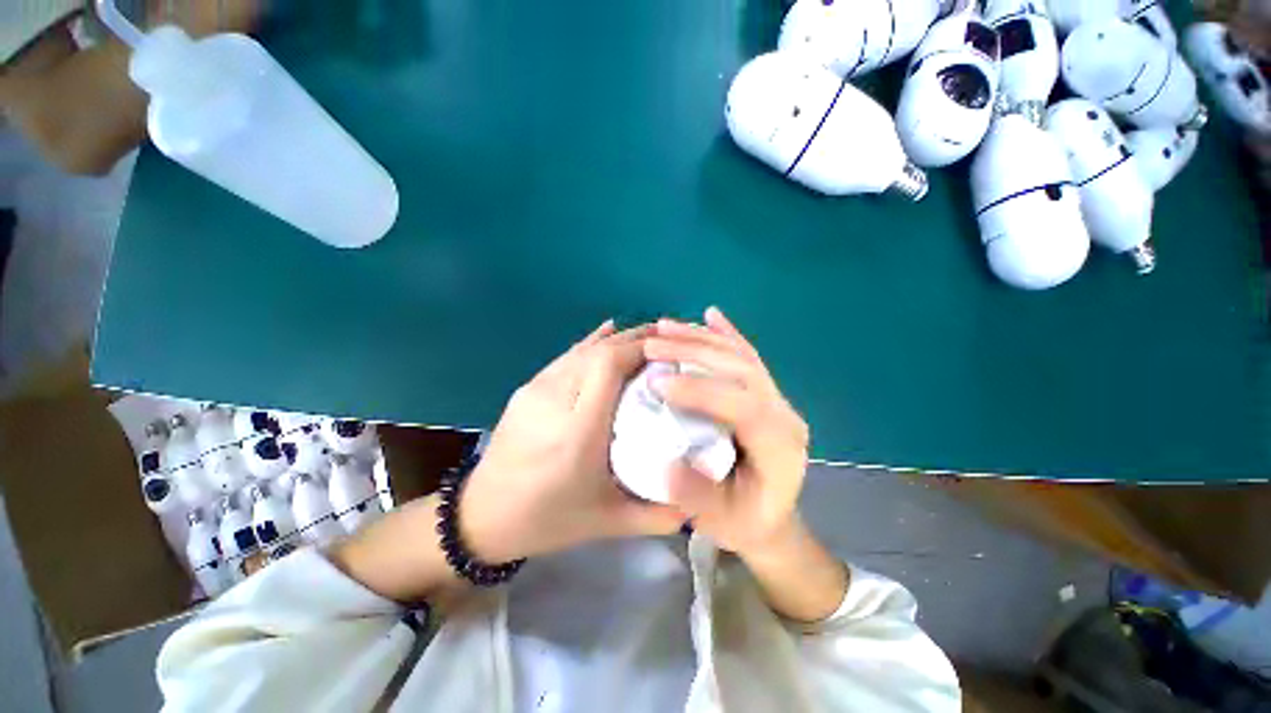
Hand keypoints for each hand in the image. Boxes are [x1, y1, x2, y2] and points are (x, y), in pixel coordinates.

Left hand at [459, 322, 685, 562]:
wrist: (482, 516)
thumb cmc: (548, 519)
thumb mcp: (607, 523)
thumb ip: (656, 516)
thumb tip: (696, 504)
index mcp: (577, 431)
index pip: (608, 367)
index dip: (639, 348)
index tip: (669, 349)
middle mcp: (554, 400)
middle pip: (597, 351)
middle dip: (634, 339)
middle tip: (667, 337)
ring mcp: (536, 389)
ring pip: (581, 349)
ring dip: (616, 339)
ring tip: (646, 335)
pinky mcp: (527, 389)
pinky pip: (567, 357)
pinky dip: (591, 343)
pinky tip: (608, 334)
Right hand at [646, 308, 810, 557]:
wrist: (771, 517)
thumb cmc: (745, 521)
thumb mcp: (722, 522)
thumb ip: (698, 497)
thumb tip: (667, 465)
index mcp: (780, 446)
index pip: (744, 407)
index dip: (701, 391)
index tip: (658, 382)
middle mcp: (783, 412)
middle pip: (741, 369)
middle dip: (694, 353)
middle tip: (652, 345)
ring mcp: (776, 397)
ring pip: (740, 356)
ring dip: (701, 338)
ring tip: (664, 327)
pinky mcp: (764, 391)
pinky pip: (746, 355)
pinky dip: (726, 333)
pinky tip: (711, 315)